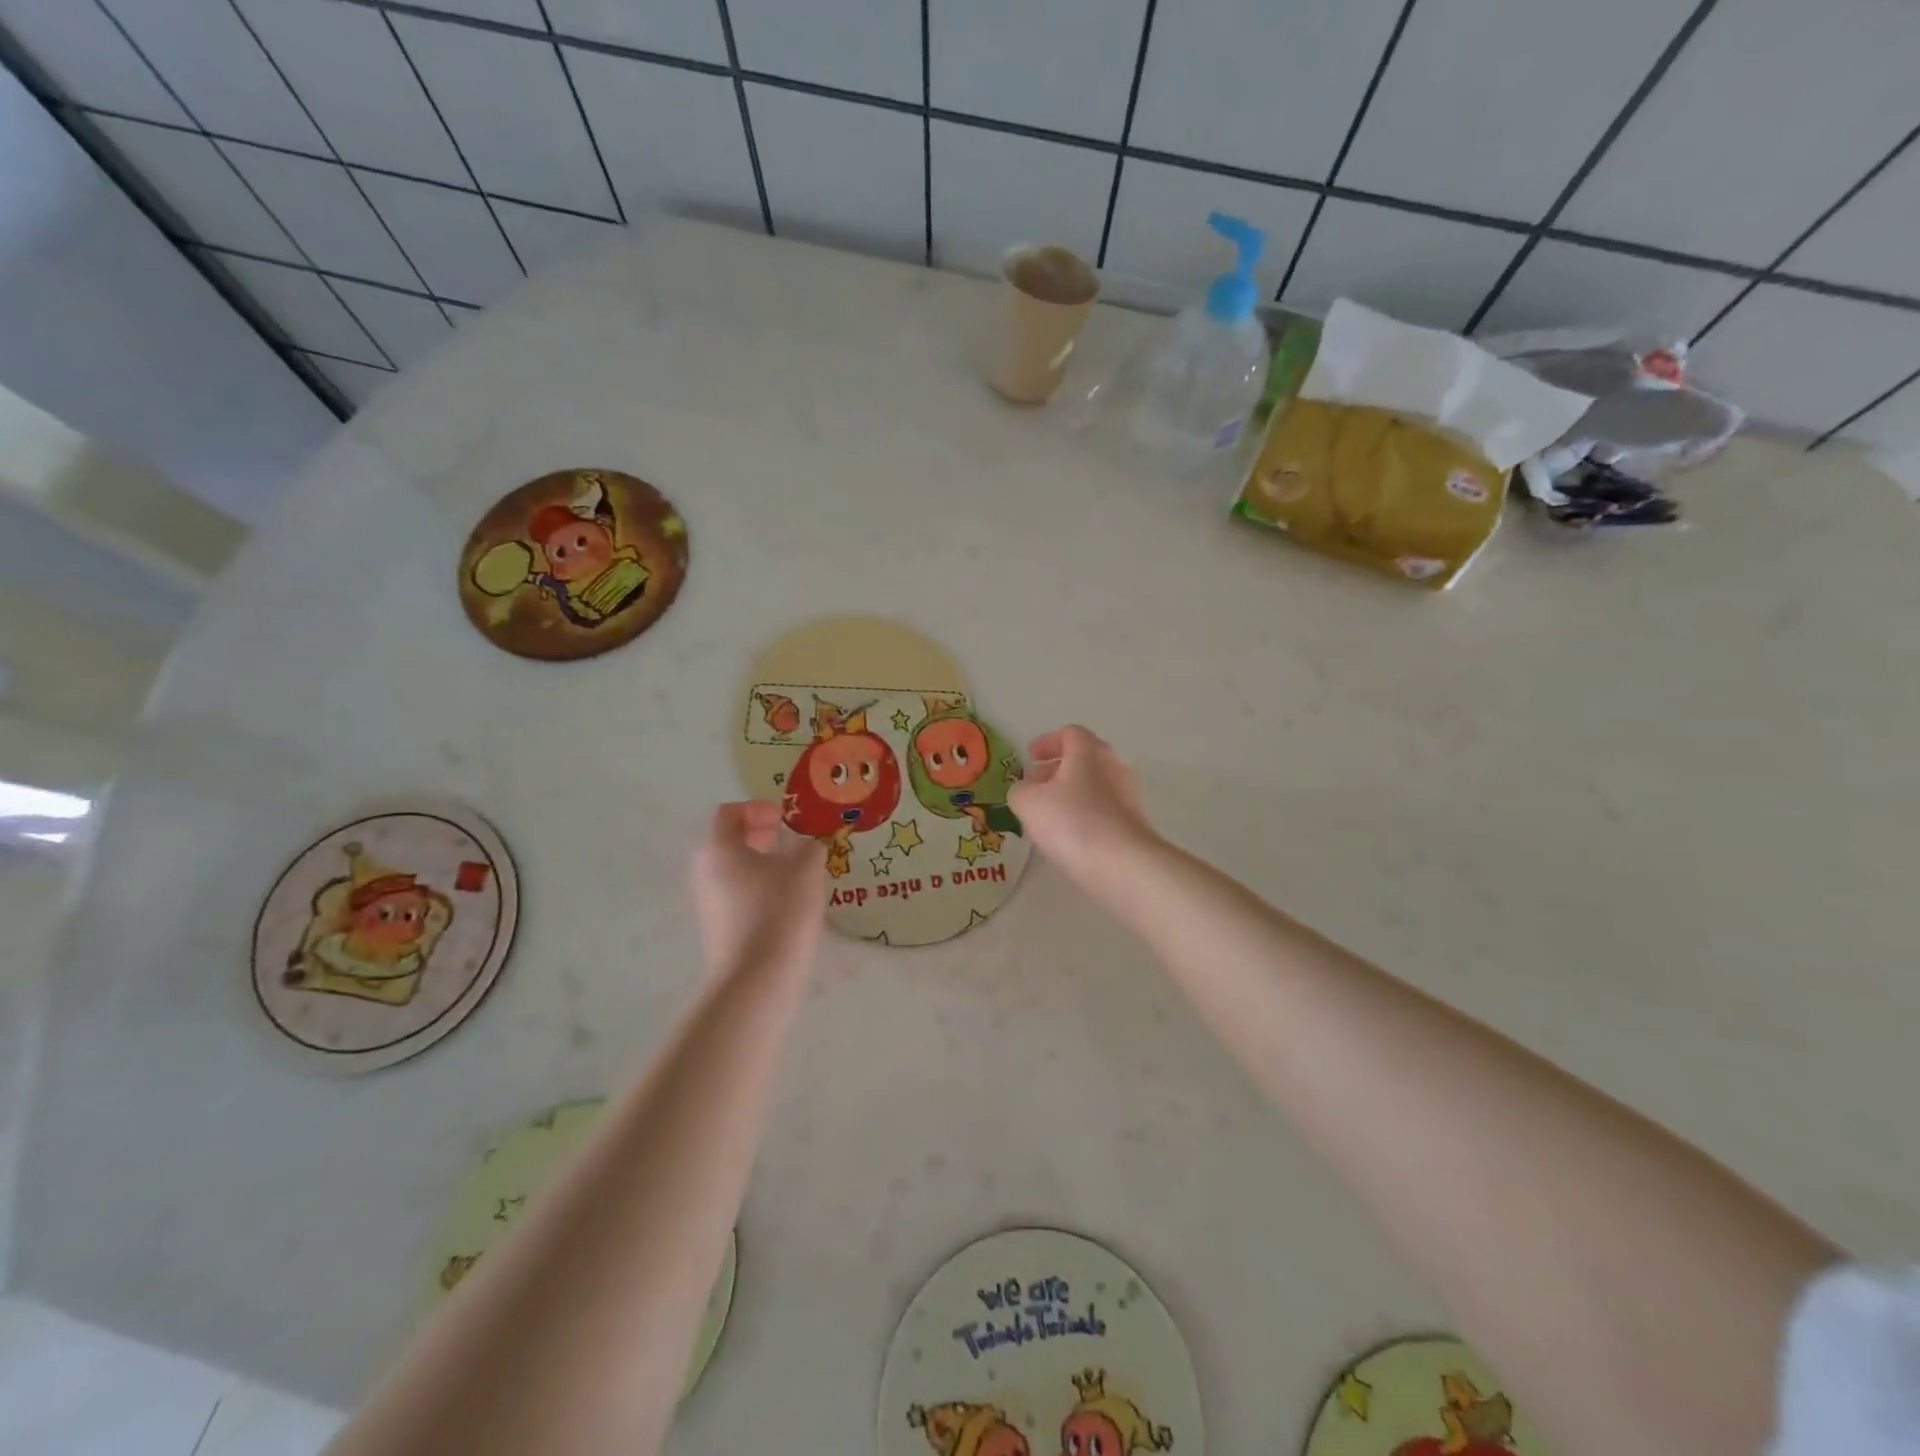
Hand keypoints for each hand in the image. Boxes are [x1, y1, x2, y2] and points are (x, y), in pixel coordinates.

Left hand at [691, 802, 825, 974]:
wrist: (757, 978)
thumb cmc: (780, 910)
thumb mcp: (806, 869)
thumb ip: (809, 846)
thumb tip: (808, 843)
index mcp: (720, 849)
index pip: (728, 813)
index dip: (757, 808)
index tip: (784, 819)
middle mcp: (705, 872)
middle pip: (727, 841)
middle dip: (758, 835)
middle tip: (787, 840)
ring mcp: (708, 903)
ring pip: (732, 870)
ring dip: (760, 863)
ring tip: (793, 873)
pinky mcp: (717, 929)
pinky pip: (735, 896)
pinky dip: (757, 888)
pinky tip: (786, 904)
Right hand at [1008, 726, 1158, 894]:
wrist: (1122, 864)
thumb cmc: (1072, 822)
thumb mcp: (1028, 803)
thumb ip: (1020, 791)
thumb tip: (1025, 791)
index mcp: (1089, 751)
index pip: (1069, 733)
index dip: (1047, 742)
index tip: (1030, 756)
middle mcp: (1113, 765)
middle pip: (1083, 759)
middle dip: (1056, 769)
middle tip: (1035, 785)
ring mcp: (1128, 795)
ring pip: (1093, 785)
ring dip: (1069, 794)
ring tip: (1047, 815)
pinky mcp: (1133, 822)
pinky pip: (1102, 809)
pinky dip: (1083, 814)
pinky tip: (1068, 836)